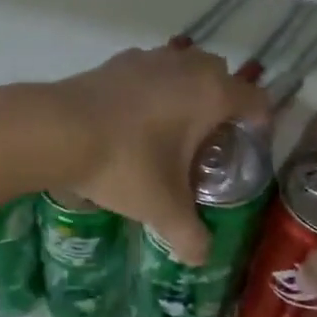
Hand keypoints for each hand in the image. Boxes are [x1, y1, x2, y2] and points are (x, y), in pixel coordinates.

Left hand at [46, 47, 269, 264]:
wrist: (57, 129)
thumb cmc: (124, 164)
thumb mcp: (162, 208)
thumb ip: (190, 236)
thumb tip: (201, 258)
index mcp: (211, 93)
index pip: (255, 99)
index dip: (259, 123)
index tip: (247, 147)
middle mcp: (185, 66)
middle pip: (220, 76)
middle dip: (221, 104)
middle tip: (208, 142)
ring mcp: (148, 58)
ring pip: (182, 67)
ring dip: (185, 91)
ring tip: (170, 131)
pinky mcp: (115, 61)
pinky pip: (149, 70)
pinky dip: (151, 88)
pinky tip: (133, 121)